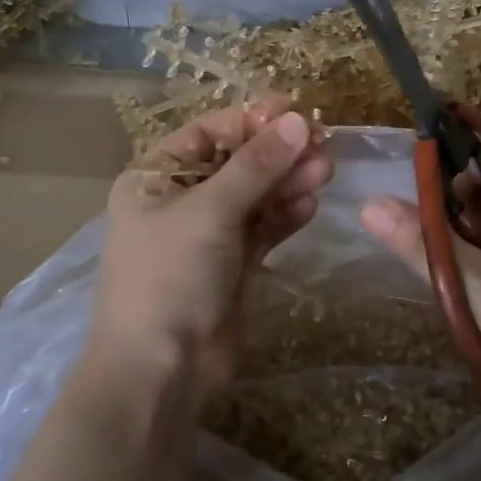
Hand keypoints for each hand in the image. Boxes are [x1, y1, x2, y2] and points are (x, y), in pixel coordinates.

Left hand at [86, 97, 330, 400]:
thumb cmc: (170, 277)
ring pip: (254, 196)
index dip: (251, 120)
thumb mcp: (209, 212)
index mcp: (154, 178)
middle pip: (236, 163)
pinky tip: (309, 204)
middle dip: (277, 153)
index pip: (209, 134)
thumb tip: (298, 120)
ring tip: (325, 170)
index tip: (295, 110)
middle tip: (322, 142)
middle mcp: (179, 201)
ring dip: (287, 182)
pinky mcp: (232, 264)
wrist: (161, 370)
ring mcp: (207, 234)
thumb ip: (255, 166)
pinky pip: (262, 228)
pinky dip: (284, 216)